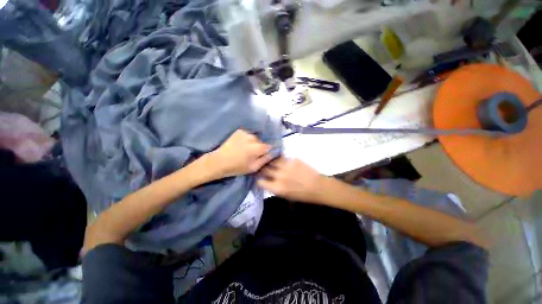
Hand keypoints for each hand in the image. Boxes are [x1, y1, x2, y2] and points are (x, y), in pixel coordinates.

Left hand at [210, 129, 273, 177]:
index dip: (268, 150)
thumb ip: (265, 159)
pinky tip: (242, 144)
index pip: (269, 146)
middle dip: (260, 146)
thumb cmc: (237, 167)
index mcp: (256, 148)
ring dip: (254, 142)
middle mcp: (252, 138)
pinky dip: (247, 139)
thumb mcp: (254, 167)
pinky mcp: (239, 131)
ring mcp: (245, 133)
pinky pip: (248, 134)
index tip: (265, 154)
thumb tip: (274, 152)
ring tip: (247, 149)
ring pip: (255, 137)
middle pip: (262, 141)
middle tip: (254, 153)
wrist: (220, 161)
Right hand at [257, 157, 325, 202]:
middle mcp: (279, 176)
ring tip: (267, 158)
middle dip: (261, 168)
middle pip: (264, 169)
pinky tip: (277, 156)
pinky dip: (278, 157)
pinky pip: (281, 156)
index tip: (259, 177)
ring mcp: (286, 166)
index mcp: (277, 188)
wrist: (318, 187)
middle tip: (261, 165)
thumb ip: (275, 188)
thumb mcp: (286, 196)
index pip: (260, 182)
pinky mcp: (292, 160)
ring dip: (268, 160)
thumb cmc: (303, 195)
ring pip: (272, 160)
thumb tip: (267, 180)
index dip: (258, 179)